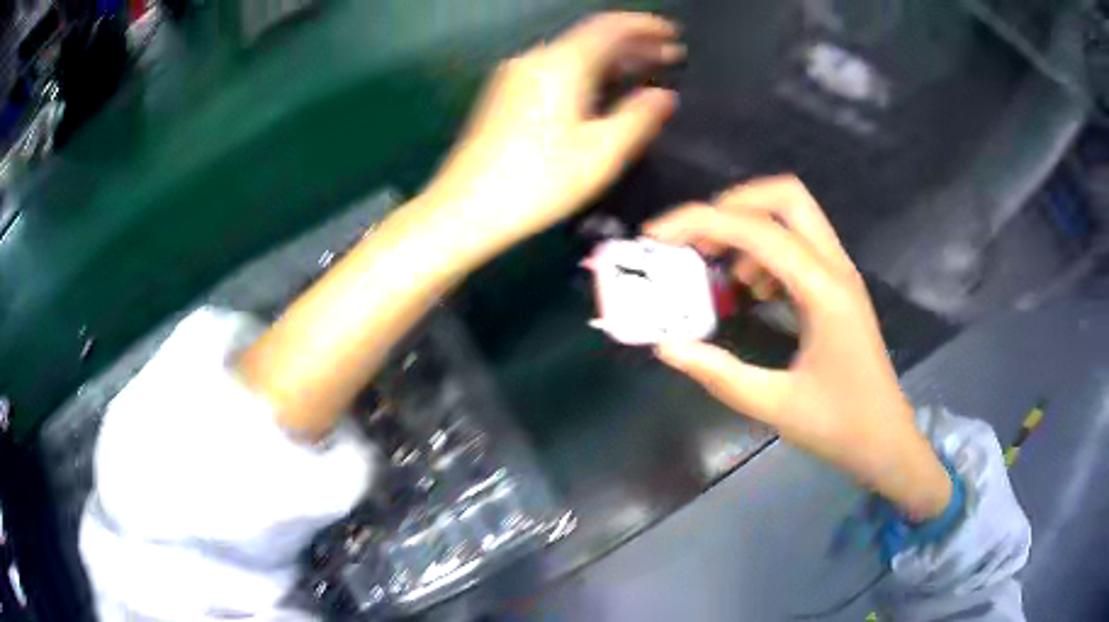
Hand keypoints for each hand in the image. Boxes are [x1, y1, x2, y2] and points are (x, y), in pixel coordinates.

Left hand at [424, 12, 682, 257]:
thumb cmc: (538, 181)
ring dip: (612, 58)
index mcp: (562, 64)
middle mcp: (537, 59)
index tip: (673, 35)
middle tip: (670, 55)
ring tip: (646, 70)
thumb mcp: (601, 153)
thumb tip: (665, 95)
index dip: (645, 26)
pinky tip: (604, 89)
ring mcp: (516, 75)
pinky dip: (588, 71)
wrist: (466, 207)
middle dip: (634, 43)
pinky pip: (557, 68)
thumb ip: (638, 118)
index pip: (611, 27)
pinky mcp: (507, 94)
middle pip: (592, 37)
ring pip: (574, 53)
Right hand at [645, 176, 951, 519]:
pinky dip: (764, 250)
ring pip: (793, 215)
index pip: (759, 230)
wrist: (885, 439)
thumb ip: (719, 374)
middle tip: (695, 239)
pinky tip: (749, 289)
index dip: (702, 222)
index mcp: (824, 291)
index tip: (657, 235)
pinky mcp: (837, 286)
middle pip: (786, 196)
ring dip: (748, 227)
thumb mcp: (775, 406)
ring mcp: (840, 273)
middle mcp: (835, 268)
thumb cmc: (839, 426)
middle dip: (732, 205)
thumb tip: (667, 346)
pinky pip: (799, 244)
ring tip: (715, 267)